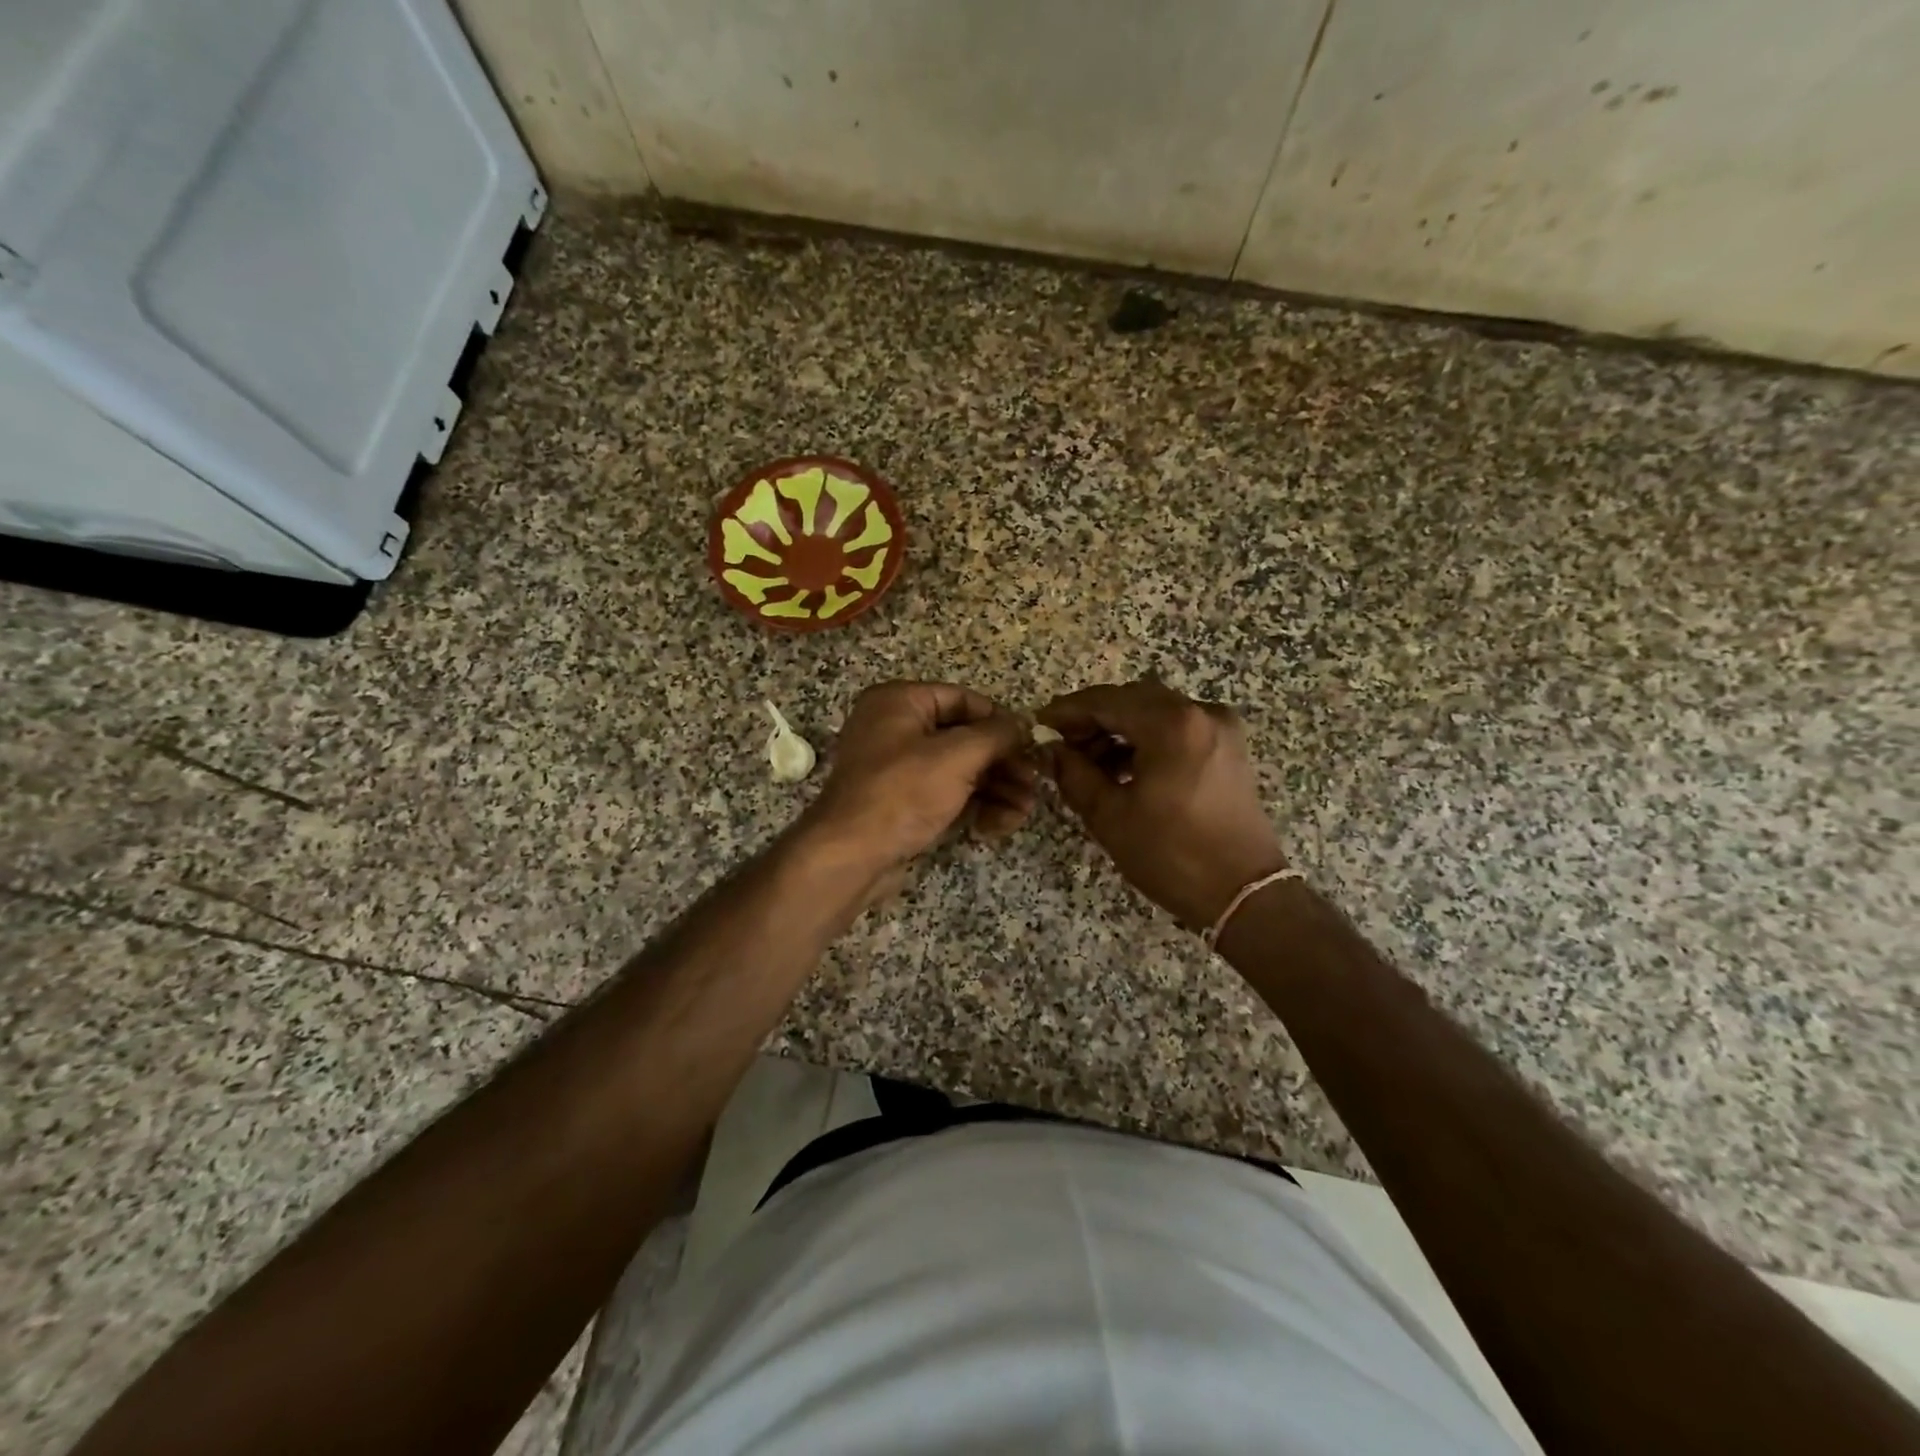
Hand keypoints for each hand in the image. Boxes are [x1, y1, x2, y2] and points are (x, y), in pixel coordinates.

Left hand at [799, 682, 1037, 873]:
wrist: (850, 856)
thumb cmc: (902, 793)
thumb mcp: (957, 756)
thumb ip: (997, 735)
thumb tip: (1025, 724)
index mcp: (899, 701)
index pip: (963, 699)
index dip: (1000, 721)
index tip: (1032, 745)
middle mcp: (896, 728)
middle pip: (965, 738)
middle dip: (1003, 764)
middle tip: (1034, 784)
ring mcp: (898, 769)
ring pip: (960, 770)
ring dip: (996, 789)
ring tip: (1023, 812)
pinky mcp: (903, 803)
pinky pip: (946, 795)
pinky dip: (974, 807)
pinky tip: (996, 826)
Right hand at [1038, 680, 1286, 929]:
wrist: (1243, 893)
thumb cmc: (1171, 855)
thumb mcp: (1110, 816)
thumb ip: (1073, 774)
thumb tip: (1050, 751)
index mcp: (1171, 724)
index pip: (1106, 701)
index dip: (1068, 711)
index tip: (1040, 724)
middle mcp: (1201, 712)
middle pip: (1132, 700)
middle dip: (1094, 719)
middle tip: (1062, 745)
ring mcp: (1220, 728)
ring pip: (1155, 712)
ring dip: (1119, 729)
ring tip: (1088, 762)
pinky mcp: (1228, 747)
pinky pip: (1177, 728)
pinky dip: (1147, 739)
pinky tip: (1123, 767)